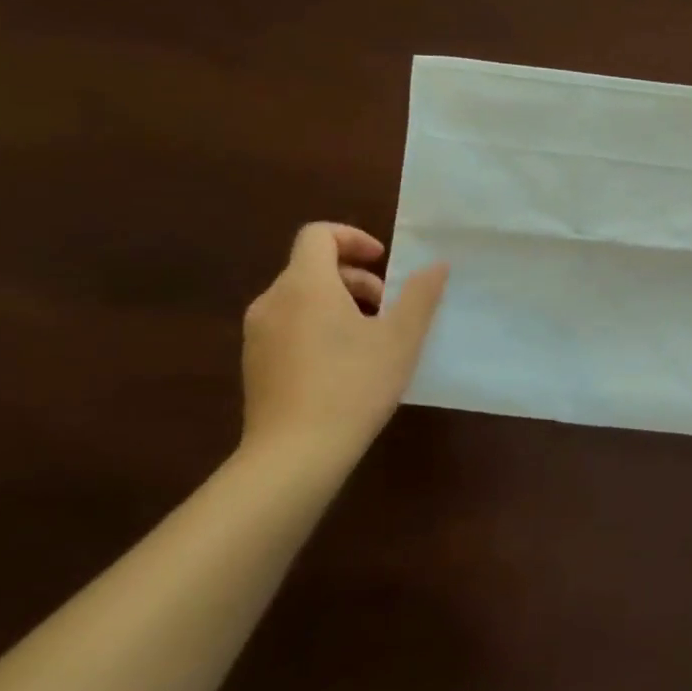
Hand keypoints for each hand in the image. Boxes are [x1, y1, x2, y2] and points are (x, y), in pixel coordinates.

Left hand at [240, 222, 448, 468]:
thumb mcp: (401, 338)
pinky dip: (317, 326)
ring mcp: (258, 335)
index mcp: (305, 285)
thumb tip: (437, 265)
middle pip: (311, 267)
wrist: (293, 456)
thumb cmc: (353, 385)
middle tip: (387, 305)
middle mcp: (273, 301)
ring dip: (338, 302)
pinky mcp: (254, 365)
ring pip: (300, 298)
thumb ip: (420, 295)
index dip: (353, 238)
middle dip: (355, 277)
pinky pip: (288, 326)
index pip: (318, 235)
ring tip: (370, 336)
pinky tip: (344, 364)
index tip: (384, 262)